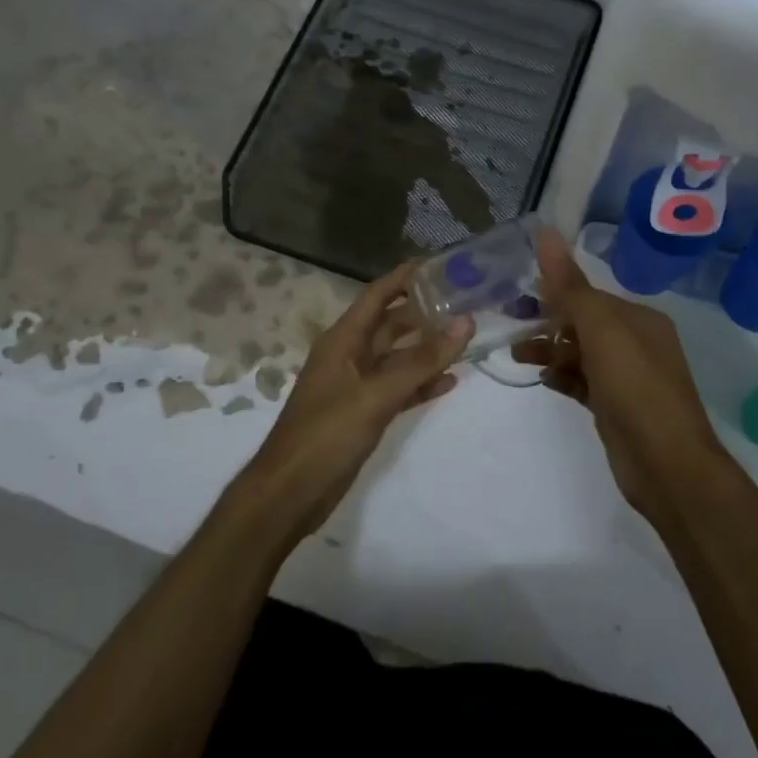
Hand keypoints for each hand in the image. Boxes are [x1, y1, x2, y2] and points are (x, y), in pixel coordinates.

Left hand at [237, 259, 470, 544]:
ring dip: (427, 349)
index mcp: (342, 341)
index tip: (440, 264)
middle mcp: (349, 356)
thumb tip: (464, 322)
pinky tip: (450, 380)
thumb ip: (421, 361)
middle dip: (424, 313)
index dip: (405, 278)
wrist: (291, 492)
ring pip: (397, 357)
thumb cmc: (327, 435)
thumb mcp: (376, 395)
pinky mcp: (364, 413)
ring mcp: (356, 386)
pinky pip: (398, 388)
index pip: (376, 295)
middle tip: (466, 302)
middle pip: (390, 324)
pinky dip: (420, 383)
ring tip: (466, 337)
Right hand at [514, 229, 728, 517]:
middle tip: (509, 324)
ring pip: (580, 354)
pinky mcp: (615, 407)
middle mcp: (636, 343)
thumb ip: (570, 286)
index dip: (554, 294)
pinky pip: (582, 382)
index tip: (516, 296)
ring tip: (518, 355)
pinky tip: (543, 380)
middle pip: (583, 324)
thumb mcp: (601, 330)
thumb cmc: (635, 388)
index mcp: (639, 320)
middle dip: (548, 322)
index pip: (589, 296)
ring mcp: (626, 378)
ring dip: (550, 351)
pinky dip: (562, 377)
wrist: (666, 464)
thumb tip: (545, 232)